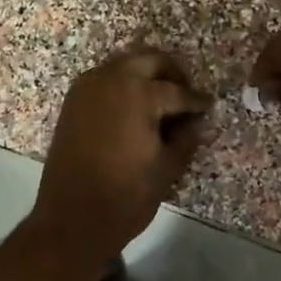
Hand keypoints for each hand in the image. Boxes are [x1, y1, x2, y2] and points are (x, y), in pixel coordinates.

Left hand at [30, 48, 211, 261]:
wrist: (73, 219)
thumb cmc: (127, 196)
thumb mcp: (167, 168)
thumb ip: (186, 137)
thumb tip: (194, 122)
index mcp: (138, 94)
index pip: (176, 91)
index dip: (196, 101)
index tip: (208, 106)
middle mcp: (110, 80)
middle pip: (148, 60)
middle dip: (171, 73)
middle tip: (185, 95)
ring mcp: (87, 89)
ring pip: (124, 65)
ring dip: (145, 76)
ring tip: (162, 103)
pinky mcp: (72, 103)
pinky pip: (104, 81)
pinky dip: (122, 86)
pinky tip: (135, 110)